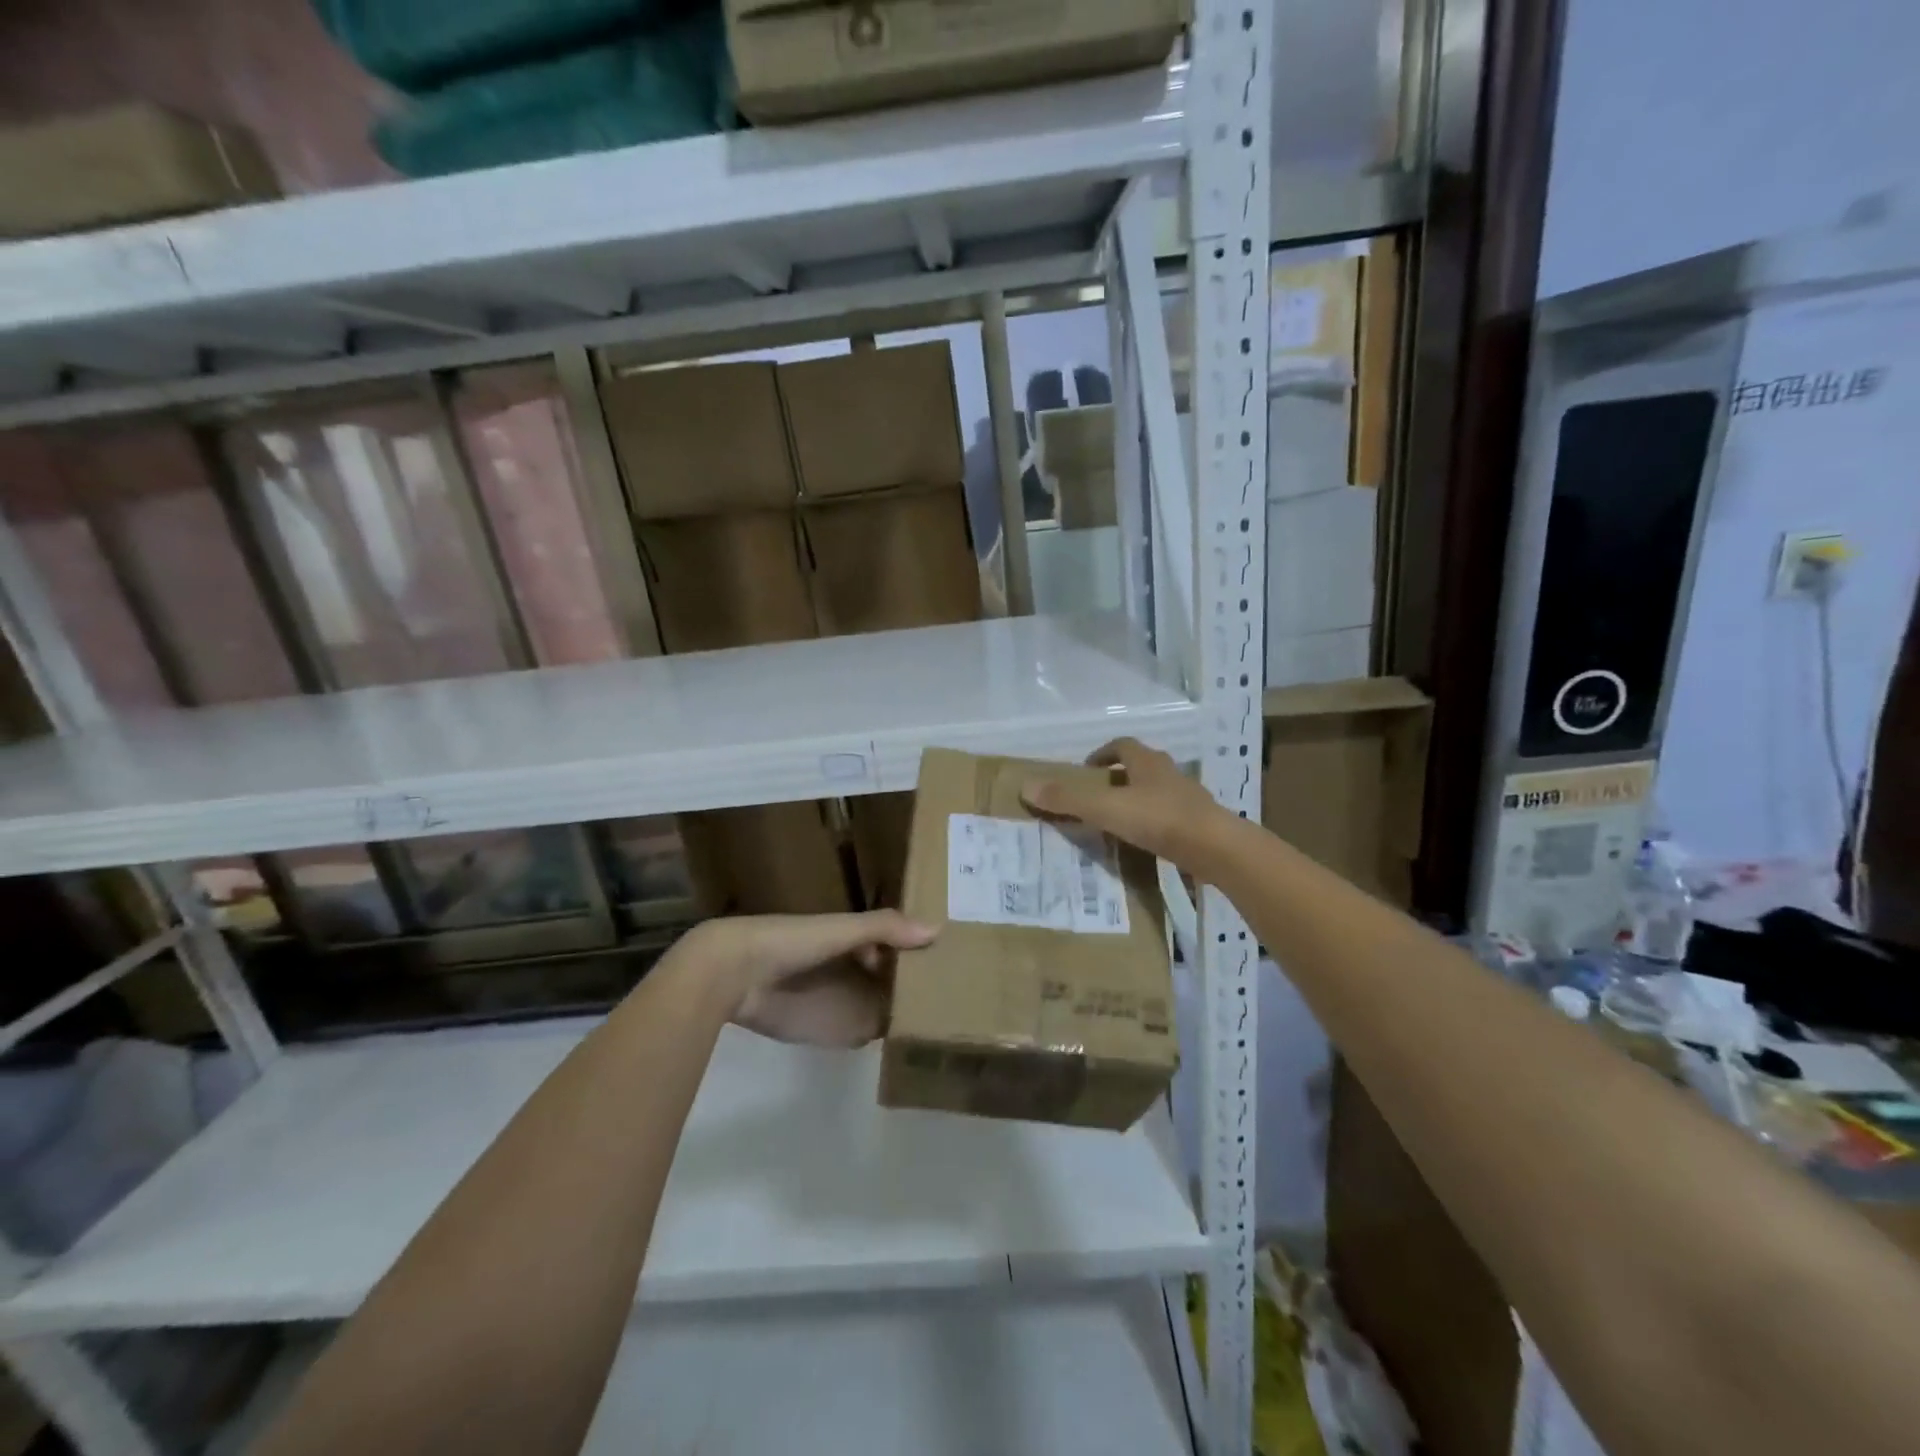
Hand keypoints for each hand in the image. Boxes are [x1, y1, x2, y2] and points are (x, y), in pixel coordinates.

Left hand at [678, 911, 937, 1047]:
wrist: (736, 975)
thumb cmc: (791, 941)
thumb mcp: (840, 928)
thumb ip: (885, 927)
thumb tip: (937, 929)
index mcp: (856, 938)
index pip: (900, 942)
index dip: (924, 948)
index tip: (960, 957)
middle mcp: (857, 968)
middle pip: (897, 976)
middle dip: (924, 982)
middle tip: (969, 995)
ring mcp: (847, 1001)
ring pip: (887, 1005)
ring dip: (911, 1011)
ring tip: (958, 1021)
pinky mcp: (835, 1030)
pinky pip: (870, 1033)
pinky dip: (890, 1034)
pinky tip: (920, 1042)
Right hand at [1020, 737, 1234, 873]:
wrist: (1217, 849)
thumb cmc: (1159, 819)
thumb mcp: (1106, 809)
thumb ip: (1068, 800)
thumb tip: (1026, 787)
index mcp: (1148, 762)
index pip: (1123, 745)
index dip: (1103, 753)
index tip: (1086, 769)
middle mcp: (1169, 774)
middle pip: (1141, 767)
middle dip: (1119, 778)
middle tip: (1097, 796)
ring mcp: (1188, 799)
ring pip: (1157, 792)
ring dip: (1137, 801)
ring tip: (1117, 822)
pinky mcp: (1199, 825)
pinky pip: (1170, 818)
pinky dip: (1154, 824)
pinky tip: (1144, 844)